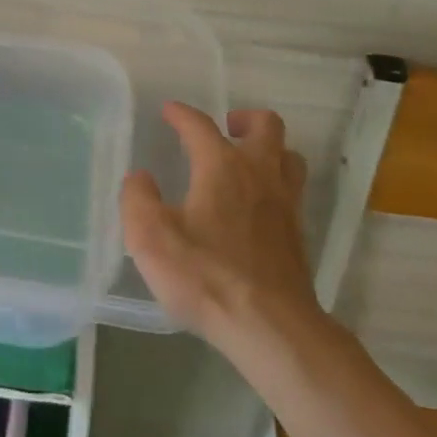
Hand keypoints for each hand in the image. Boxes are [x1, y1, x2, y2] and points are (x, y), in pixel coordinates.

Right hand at [121, 104, 317, 350]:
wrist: (270, 326)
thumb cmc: (205, 275)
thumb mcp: (151, 238)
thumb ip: (138, 200)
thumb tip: (140, 178)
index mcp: (222, 166)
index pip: (200, 125)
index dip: (182, 114)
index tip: (169, 110)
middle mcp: (259, 173)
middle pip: (266, 125)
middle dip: (245, 119)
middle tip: (225, 129)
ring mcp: (285, 203)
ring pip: (288, 156)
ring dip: (269, 149)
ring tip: (248, 162)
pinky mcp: (298, 234)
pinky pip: (293, 191)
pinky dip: (277, 184)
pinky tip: (259, 206)